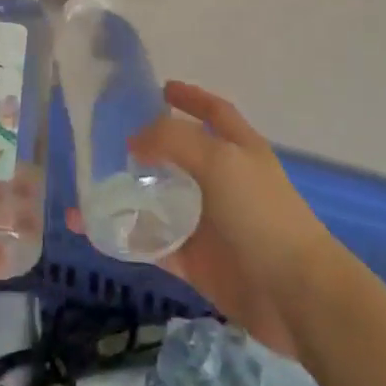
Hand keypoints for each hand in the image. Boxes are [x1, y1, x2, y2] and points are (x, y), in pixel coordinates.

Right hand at [78, 82, 333, 356]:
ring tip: (90, 187)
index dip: (190, 97)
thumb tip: (135, 140)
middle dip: (148, 148)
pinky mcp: (198, 263)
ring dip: (130, 195)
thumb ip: (174, 141)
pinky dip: (127, 238)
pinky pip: (154, 244)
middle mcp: (224, 182)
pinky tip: (96, 232)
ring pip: (162, 201)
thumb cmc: (262, 214)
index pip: (213, 112)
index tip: (160, 89)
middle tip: (107, 142)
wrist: (296, 296)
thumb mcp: (220, 161)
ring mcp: (210, 223)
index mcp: (239, 149)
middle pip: (180, 156)